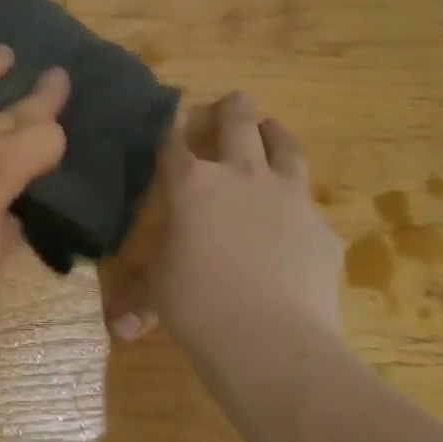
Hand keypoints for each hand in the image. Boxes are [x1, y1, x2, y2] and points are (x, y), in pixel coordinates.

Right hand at [100, 91, 342, 349]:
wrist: (273, 341)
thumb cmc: (199, 306)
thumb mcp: (160, 293)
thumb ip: (141, 298)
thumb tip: (121, 329)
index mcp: (191, 185)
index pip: (175, 140)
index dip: (172, 123)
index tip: (173, 110)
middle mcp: (240, 176)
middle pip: (238, 123)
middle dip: (233, 107)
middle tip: (233, 99)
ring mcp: (287, 196)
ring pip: (284, 148)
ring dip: (275, 134)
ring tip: (271, 128)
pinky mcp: (320, 227)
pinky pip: (309, 204)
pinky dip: (298, 203)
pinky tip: (297, 219)